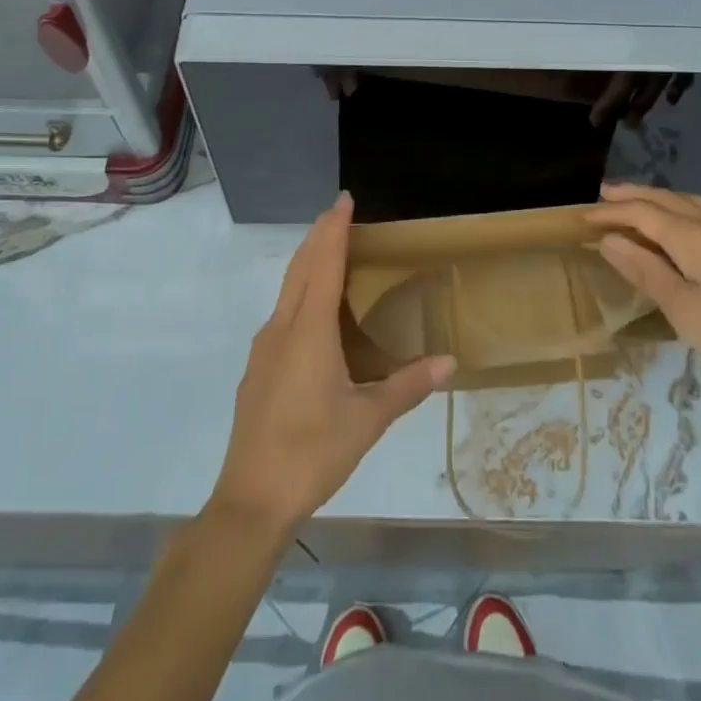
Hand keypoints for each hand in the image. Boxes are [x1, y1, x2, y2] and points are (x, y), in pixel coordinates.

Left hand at [211, 192, 454, 535]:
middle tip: (339, 212)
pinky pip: (282, 312)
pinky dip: (300, 290)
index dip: (334, 228)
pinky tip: (313, 311)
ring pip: (287, 288)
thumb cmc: (312, 452)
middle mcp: (283, 328)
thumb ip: (408, 385)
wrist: (250, 501)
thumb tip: (449, 362)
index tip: (343, 198)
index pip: (324, 263)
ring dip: (307, 261)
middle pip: (301, 267)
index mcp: (309, 330)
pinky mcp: (259, 369)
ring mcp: (265, 348)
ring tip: (330, 249)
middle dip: (319, 235)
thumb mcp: (368, 419)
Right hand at [586, 182, 700, 399]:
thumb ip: (646, 271)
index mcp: (690, 236)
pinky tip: (680, 224)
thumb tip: (610, 240)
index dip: (610, 213)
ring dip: (656, 199)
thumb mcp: (684, 309)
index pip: (641, 213)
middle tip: (602, 196)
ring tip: (636, 202)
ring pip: (686, 202)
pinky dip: (678, 208)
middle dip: (632, 195)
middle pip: (663, 200)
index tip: (581, 218)